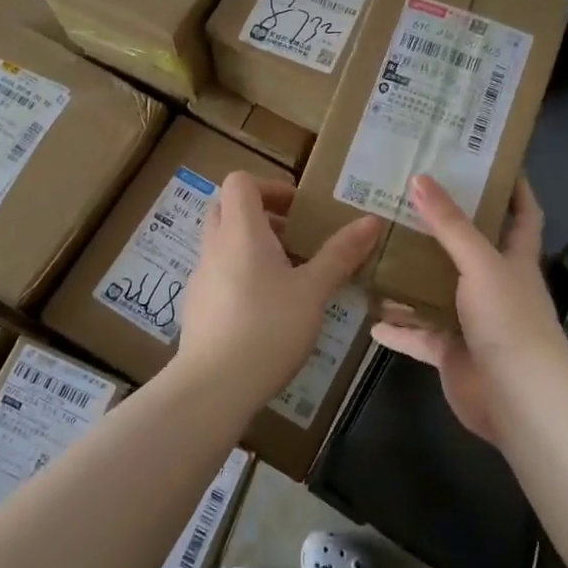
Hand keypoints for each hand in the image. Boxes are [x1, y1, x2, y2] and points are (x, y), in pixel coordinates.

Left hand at [172, 173, 382, 413]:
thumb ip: (340, 254)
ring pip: (221, 241)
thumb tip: (371, 220)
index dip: (269, 186)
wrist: (214, 386)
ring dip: (250, 245)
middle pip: (227, 208)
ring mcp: (200, 276)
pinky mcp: (196, 305)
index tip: (298, 210)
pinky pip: (217, 271)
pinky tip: (265, 308)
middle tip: (294, 237)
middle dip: (260, 214)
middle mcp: (214, 245)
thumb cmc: (268, 328)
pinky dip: (239, 273)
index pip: (239, 181)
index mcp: (240, 231)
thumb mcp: (313, 291)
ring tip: (287, 275)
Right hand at [371, 174, 567, 446]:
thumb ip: (450, 225)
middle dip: (442, 228)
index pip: (523, 215)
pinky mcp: (451, 352)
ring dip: (411, 278)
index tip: (492, 160)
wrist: (518, 399)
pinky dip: (397, 328)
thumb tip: (420, 178)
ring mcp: (471, 322)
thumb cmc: (509, 320)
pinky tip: (369, 317)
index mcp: (514, 260)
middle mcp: (494, 287)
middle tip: (407, 199)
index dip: (515, 188)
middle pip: (468, 250)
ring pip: (436, 292)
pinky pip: (418, 335)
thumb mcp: (480, 263)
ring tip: (377, 252)